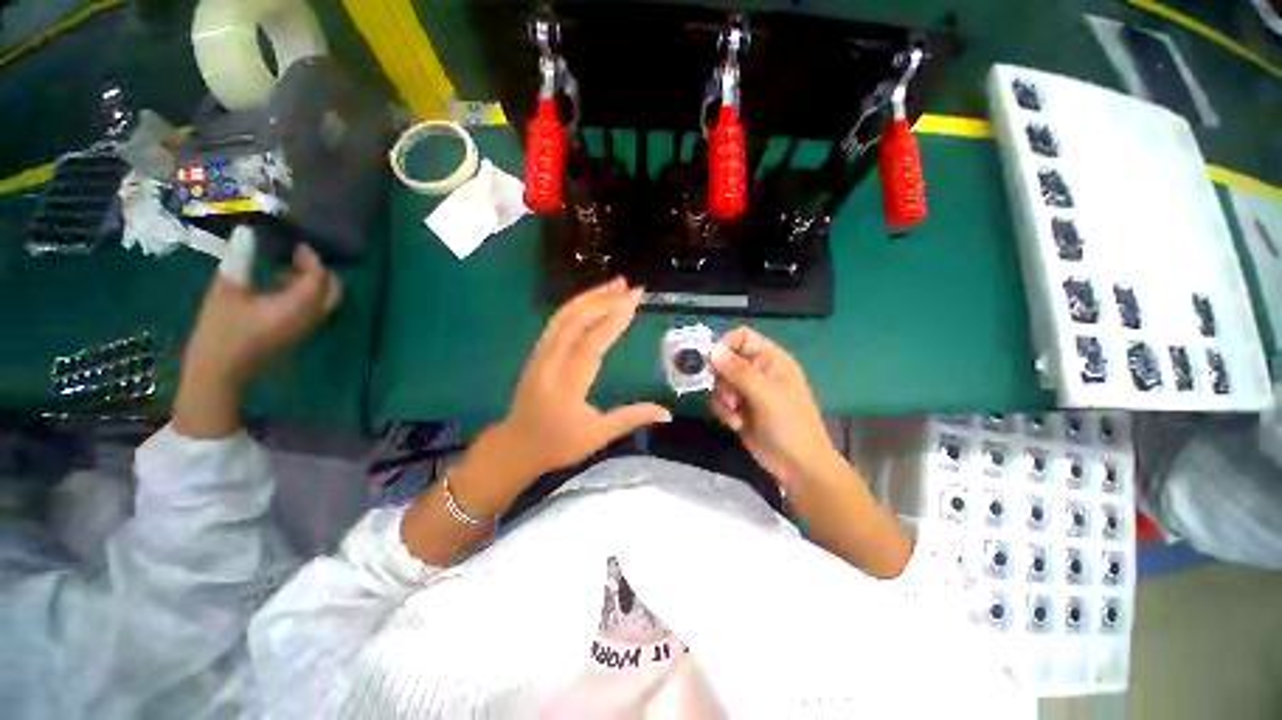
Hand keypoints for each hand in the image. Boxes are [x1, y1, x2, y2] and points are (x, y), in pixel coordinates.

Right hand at [173, 230, 340, 437]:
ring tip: (281, 271)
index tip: (297, 245)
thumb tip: (246, 233)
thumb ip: (241, 261)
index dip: (311, 260)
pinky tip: (275, 289)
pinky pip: (313, 311)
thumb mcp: (227, 291)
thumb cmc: (221, 331)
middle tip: (296, 258)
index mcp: (299, 306)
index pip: (319, 278)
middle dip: (320, 273)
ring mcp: (307, 328)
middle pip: (333, 291)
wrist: (220, 374)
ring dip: (312, 284)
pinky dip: (304, 296)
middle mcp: (312, 318)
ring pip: (324, 302)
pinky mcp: (298, 335)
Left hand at [452, 280, 670, 513]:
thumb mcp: (597, 436)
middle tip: (630, 286)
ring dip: (590, 297)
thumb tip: (667, 412)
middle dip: (604, 299)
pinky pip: (557, 322)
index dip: (614, 319)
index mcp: (567, 383)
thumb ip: (631, 419)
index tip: (634, 300)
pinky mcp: (538, 352)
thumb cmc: (558, 445)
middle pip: (576, 321)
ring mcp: (541, 354)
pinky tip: (592, 300)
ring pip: (564, 316)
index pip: (592, 343)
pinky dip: (576, 306)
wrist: (516, 446)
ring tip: (614, 284)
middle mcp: (550, 361)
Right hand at [709, 326, 840, 491]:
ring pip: (720, 381)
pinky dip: (724, 412)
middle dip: (721, 378)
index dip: (725, 345)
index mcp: (771, 359)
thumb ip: (738, 370)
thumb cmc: (789, 424)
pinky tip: (736, 424)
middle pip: (726, 360)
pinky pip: (721, 401)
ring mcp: (748, 391)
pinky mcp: (740, 409)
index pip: (742, 337)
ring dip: (722, 397)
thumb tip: (713, 350)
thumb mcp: (765, 394)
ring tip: (734, 412)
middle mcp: (758, 371)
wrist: (798, 466)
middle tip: (727, 394)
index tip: (712, 361)